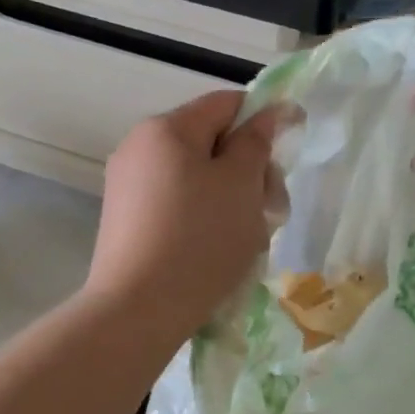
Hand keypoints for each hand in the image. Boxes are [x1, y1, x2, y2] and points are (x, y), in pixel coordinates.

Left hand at [86, 91, 278, 341]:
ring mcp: (128, 186)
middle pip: (211, 143)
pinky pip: (177, 204)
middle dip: (249, 171)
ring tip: (248, 240)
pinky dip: (205, 218)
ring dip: (231, 199)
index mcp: (166, 128)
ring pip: (197, 178)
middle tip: (272, 210)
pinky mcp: (126, 221)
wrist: (138, 310)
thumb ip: (257, 142)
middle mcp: (140, 147)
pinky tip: (218, 252)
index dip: (264, 121)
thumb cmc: (199, 239)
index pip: (227, 104)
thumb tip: (271, 111)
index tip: (288, 157)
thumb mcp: (241, 185)